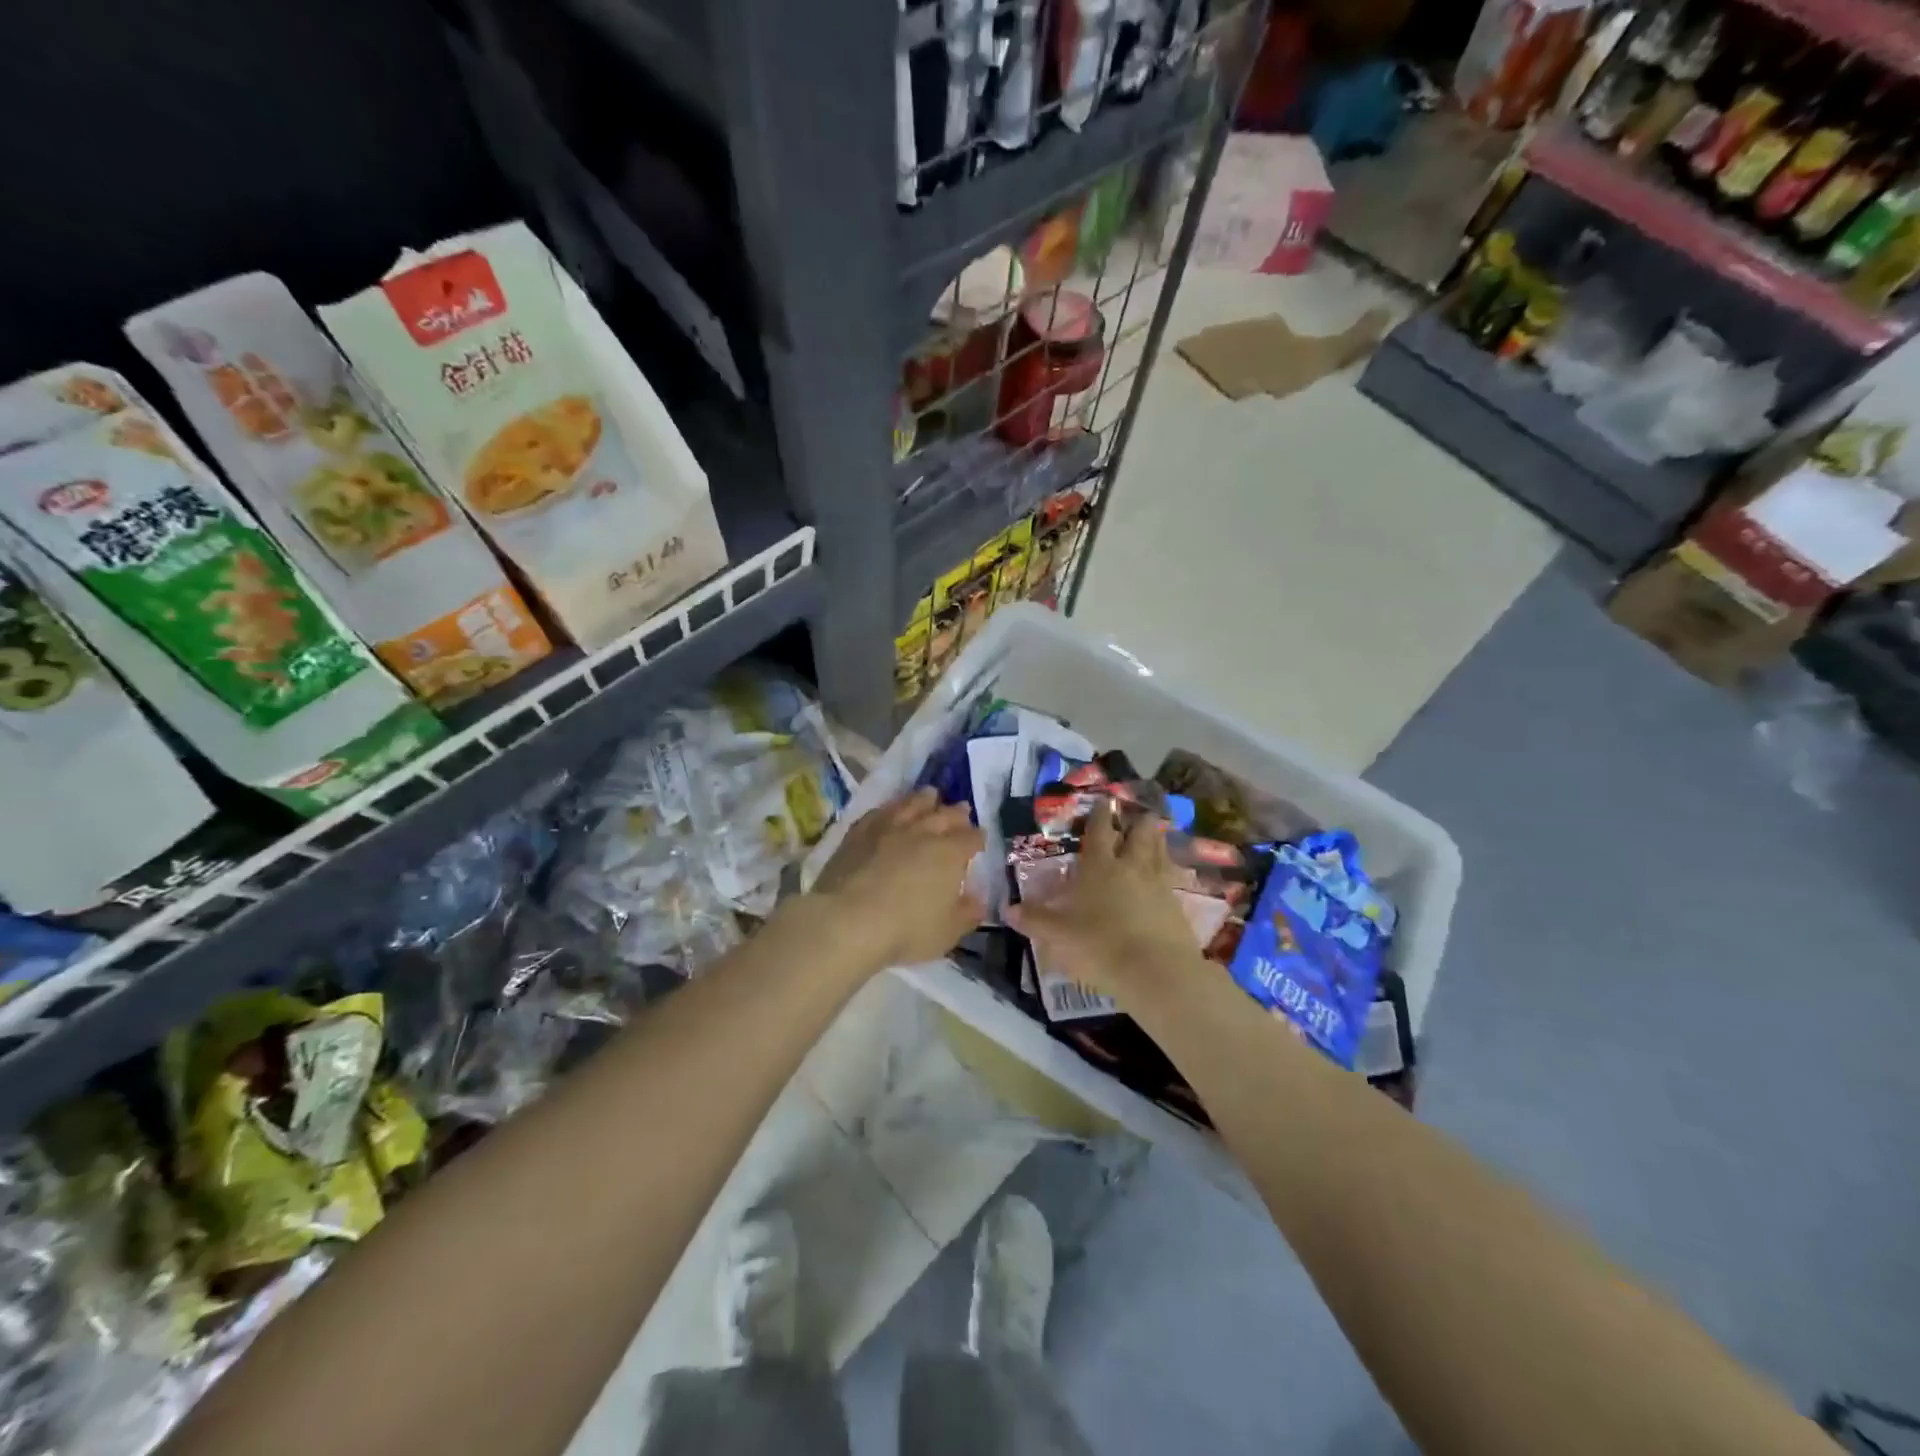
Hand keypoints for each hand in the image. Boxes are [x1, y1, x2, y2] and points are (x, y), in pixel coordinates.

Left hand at [808, 789, 984, 970]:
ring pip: (911, 804)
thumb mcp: (947, 932)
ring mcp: (888, 827)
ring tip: (930, 795)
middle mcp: (922, 832)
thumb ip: (967, 913)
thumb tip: (979, 900)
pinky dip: (890, 808)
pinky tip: (890, 810)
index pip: (971, 838)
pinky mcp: (859, 832)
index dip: (978, 838)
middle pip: (944, 814)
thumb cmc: (905, 930)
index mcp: (949, 853)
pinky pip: (879, 812)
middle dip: (956, 813)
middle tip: (961, 810)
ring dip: (924, 799)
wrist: (847, 920)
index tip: (979, 840)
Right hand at [1006, 806, 1204, 1004]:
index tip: (1104, 800)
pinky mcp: (1177, 905)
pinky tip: (1166, 875)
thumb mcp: (1059, 936)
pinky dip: (1168, 869)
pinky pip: (1172, 877)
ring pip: (1159, 851)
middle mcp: (1131, 867)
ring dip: (1156, 840)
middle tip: (1137, 815)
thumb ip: (1035, 920)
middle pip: (1139, 834)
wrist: (1155, 971)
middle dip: (1137, 822)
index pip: (1099, 831)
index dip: (1100, 814)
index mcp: (1100, 867)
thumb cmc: (1100, 946)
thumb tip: (1008, 909)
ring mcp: (1158, 884)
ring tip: (1154, 834)